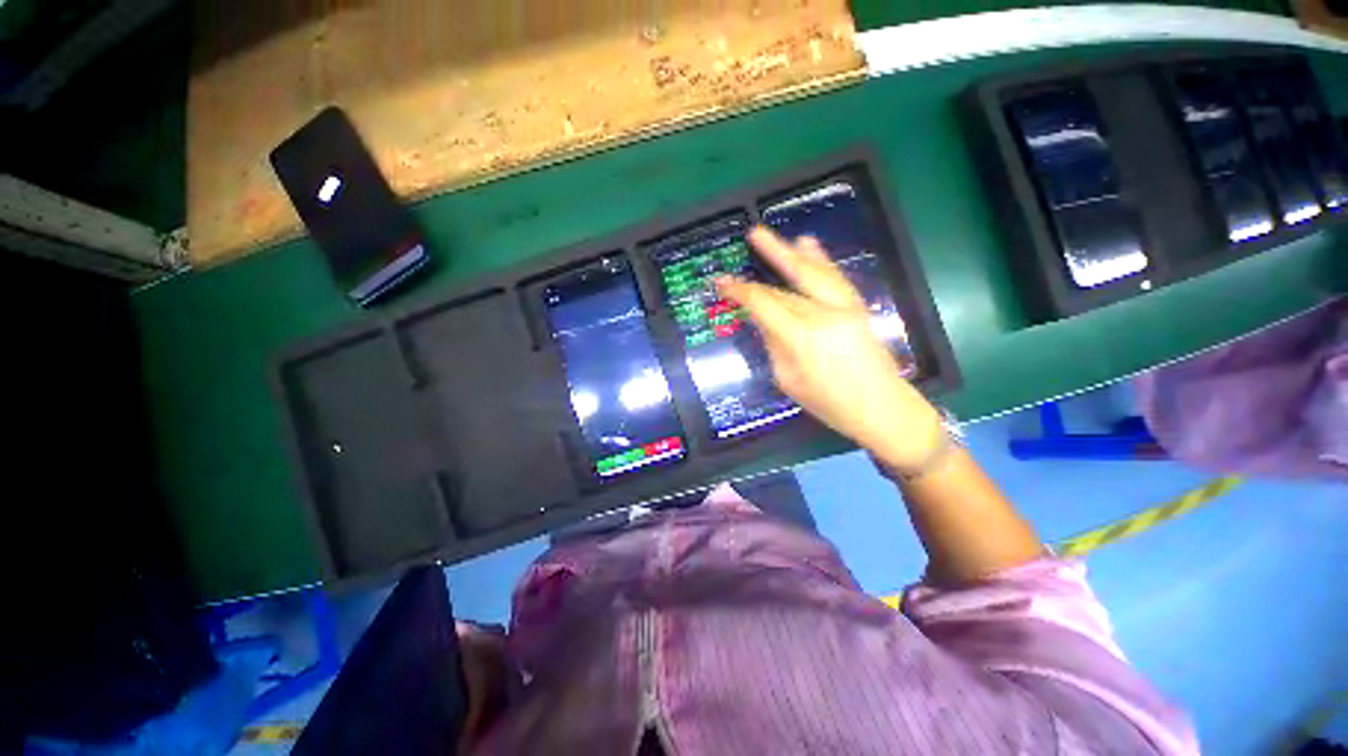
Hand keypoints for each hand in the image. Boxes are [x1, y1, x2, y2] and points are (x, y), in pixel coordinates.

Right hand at [717, 227, 942, 468]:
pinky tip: (810, 246)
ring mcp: (844, 307)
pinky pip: (834, 277)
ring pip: (813, 272)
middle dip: (768, 258)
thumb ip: (773, 345)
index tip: (721, 283)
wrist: (883, 408)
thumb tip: (763, 320)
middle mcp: (822, 314)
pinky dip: (820, 259)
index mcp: (800, 337)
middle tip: (751, 235)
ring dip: (792, 251)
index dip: (739, 291)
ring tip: (774, 234)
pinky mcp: (857, 308)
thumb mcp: (788, 380)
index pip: (763, 304)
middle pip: (787, 284)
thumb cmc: (829, 404)